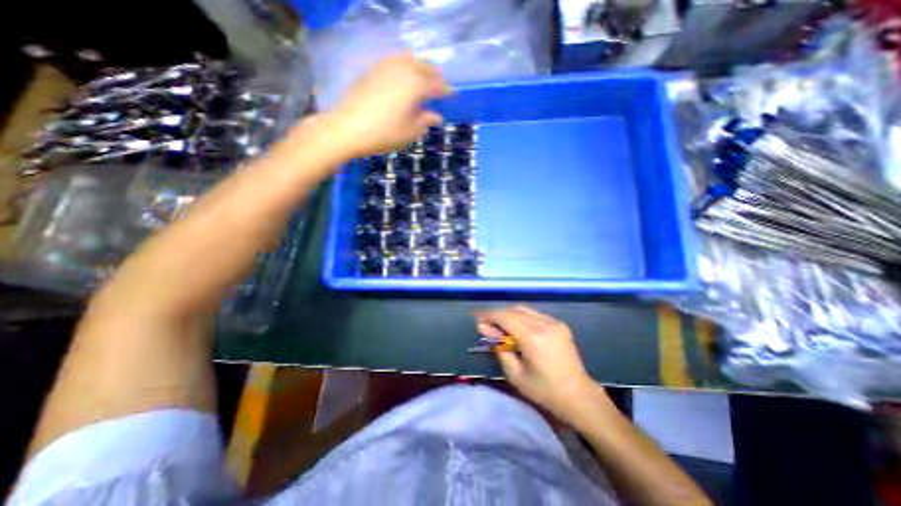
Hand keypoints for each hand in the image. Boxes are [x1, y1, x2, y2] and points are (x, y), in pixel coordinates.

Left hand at [321, 52, 450, 157]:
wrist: (348, 127)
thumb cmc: (385, 133)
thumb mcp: (410, 131)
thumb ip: (425, 121)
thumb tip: (435, 116)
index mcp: (416, 85)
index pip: (437, 85)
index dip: (447, 91)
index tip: (454, 95)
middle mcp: (403, 69)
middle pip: (424, 67)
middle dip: (435, 76)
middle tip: (440, 86)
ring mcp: (385, 66)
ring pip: (409, 59)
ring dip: (420, 67)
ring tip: (424, 79)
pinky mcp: (372, 70)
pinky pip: (395, 61)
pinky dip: (405, 66)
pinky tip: (404, 77)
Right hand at [473, 306, 611, 423]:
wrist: (578, 396)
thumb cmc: (544, 391)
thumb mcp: (515, 375)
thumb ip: (499, 348)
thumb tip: (484, 329)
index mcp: (533, 338)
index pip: (505, 317)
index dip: (489, 316)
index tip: (477, 320)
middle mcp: (544, 324)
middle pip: (514, 310)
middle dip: (498, 315)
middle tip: (487, 325)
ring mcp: (554, 322)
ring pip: (524, 309)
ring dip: (509, 315)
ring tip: (500, 327)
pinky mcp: (559, 324)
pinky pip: (534, 314)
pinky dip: (521, 317)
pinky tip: (517, 328)